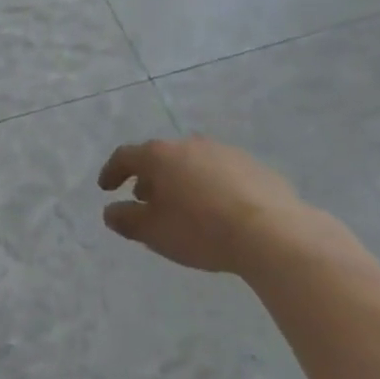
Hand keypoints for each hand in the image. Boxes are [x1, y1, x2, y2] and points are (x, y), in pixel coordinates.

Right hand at [97, 135, 306, 273]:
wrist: (273, 233)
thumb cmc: (202, 230)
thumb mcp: (154, 232)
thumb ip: (126, 220)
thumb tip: (111, 212)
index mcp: (160, 156)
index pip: (125, 157)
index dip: (112, 172)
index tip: (106, 189)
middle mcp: (189, 145)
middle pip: (160, 157)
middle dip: (149, 178)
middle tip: (145, 200)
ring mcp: (224, 152)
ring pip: (191, 163)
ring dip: (180, 180)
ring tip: (182, 206)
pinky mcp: (253, 166)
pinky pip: (220, 173)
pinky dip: (210, 186)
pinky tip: (218, 210)